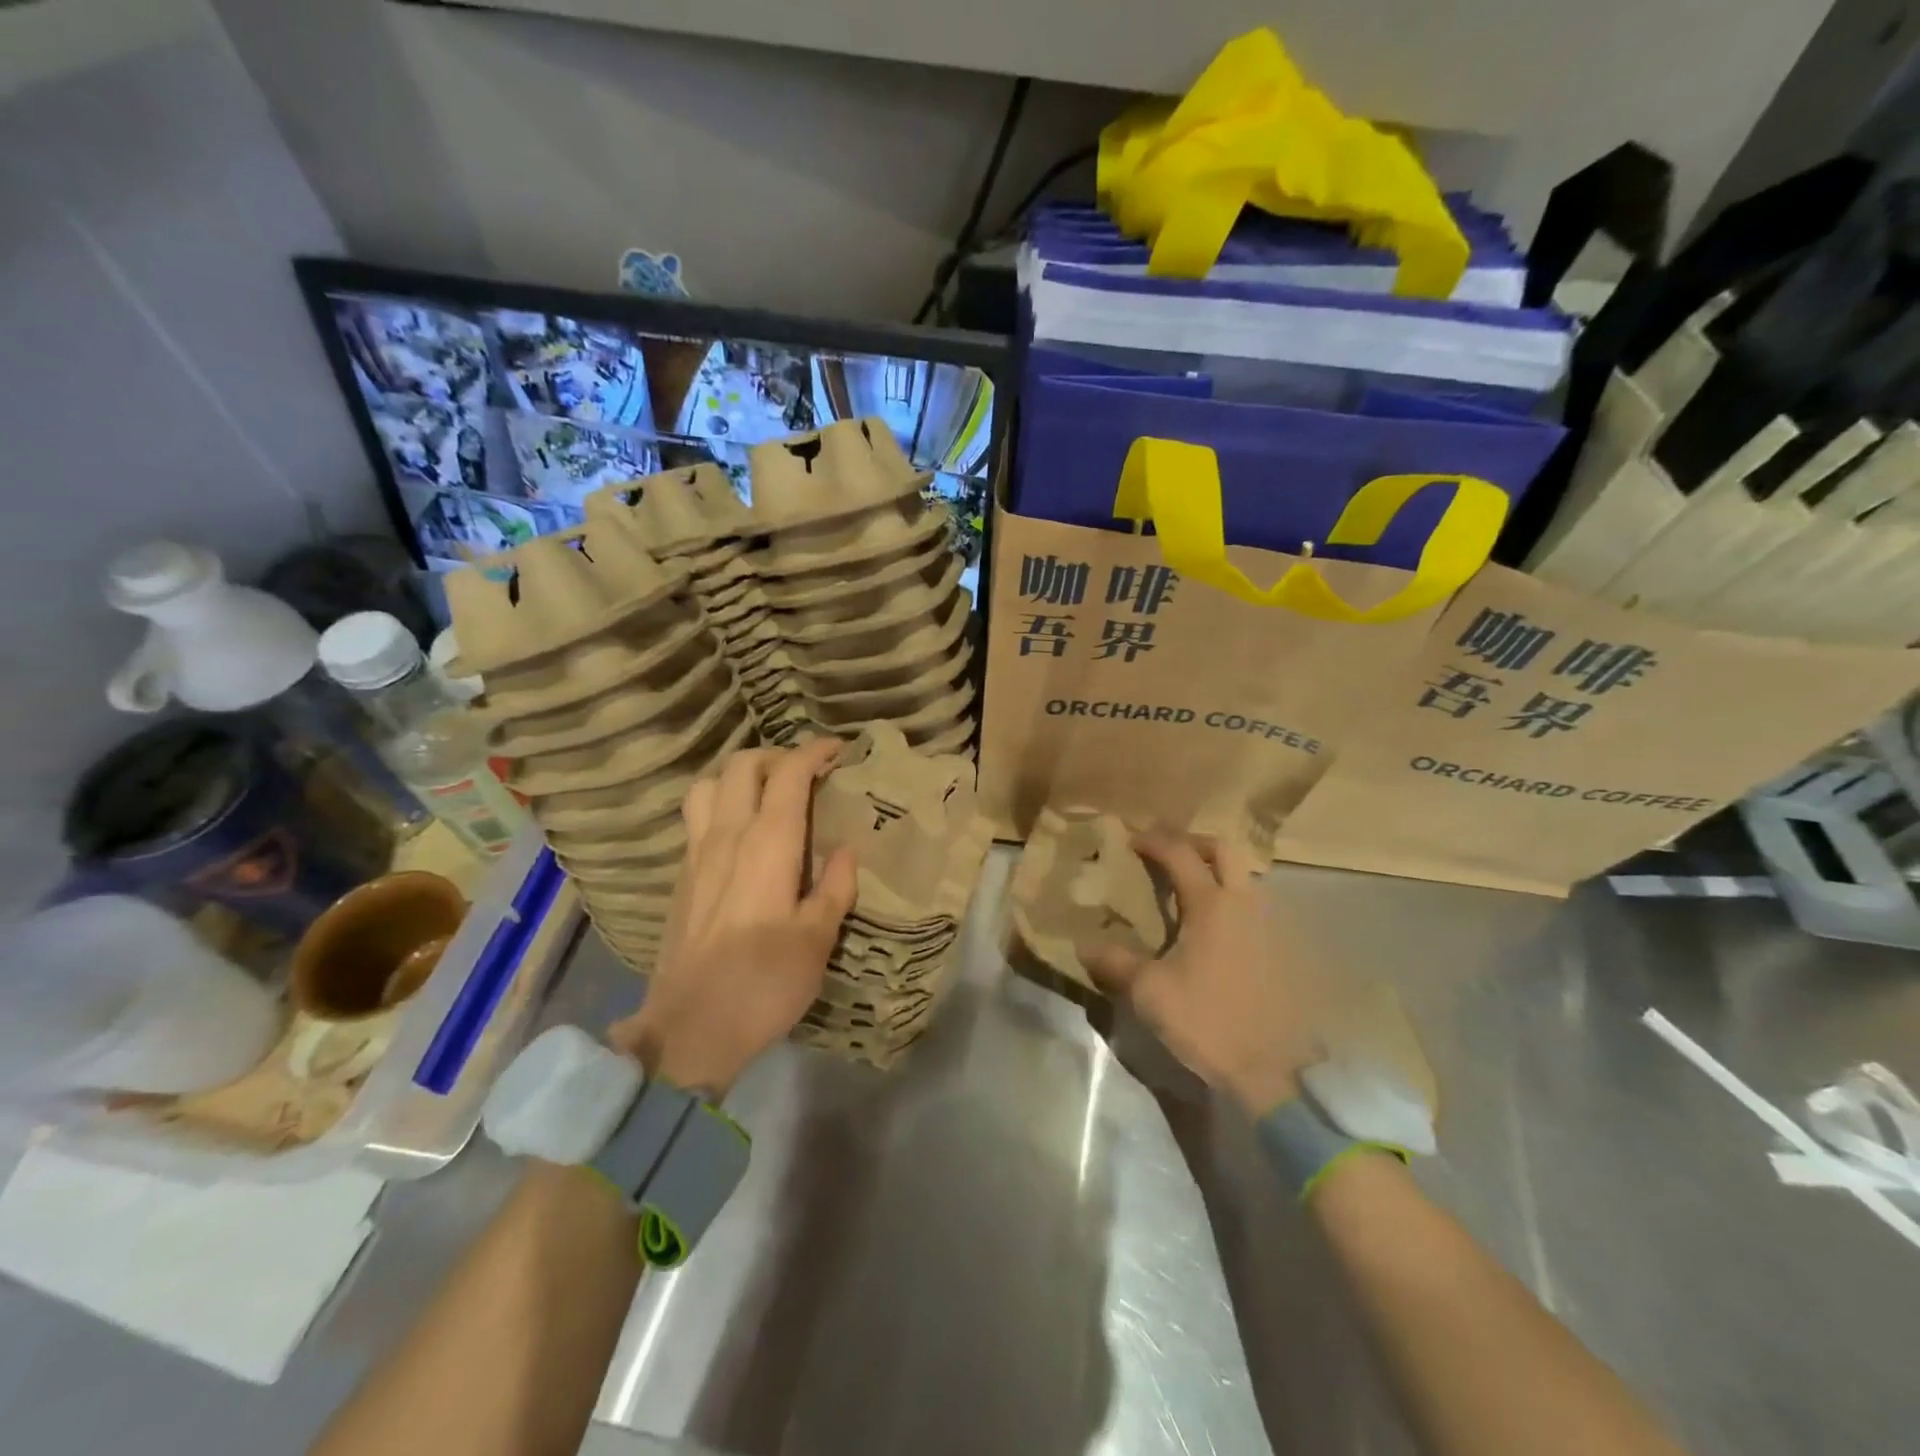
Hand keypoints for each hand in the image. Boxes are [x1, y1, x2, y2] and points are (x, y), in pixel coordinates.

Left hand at [609, 740, 856, 1095]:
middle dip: (775, 757)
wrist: (689, 1029)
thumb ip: (834, 887)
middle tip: (804, 773)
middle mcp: (726, 836)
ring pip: (707, 786)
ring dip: (738, 776)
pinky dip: (718, 805)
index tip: (837, 751)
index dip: (813, 753)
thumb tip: (846, 851)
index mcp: (767, 845)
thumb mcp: (818, 940)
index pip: (788, 775)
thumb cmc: (764, 983)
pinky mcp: (679, 877)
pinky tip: (738, 835)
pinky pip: (695, 818)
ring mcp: (695, 855)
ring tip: (764, 795)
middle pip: (741, 766)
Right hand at [1082, 831, 1322, 1116]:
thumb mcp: (1150, 992)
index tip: (1131, 839)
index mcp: (1211, 904)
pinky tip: (1217, 926)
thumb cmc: (1207, 1021)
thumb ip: (1116, 961)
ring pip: (1245, 875)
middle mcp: (1244, 902)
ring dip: (1217, 870)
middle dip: (1193, 842)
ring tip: (1191, 888)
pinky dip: (1233, 898)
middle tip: (1168, 853)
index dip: (1154, 841)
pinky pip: (1255, 904)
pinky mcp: (1283, 948)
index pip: (1180, 854)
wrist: (1273, 1070)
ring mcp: (1270, 924)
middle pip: (1223, 850)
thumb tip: (1084, 944)